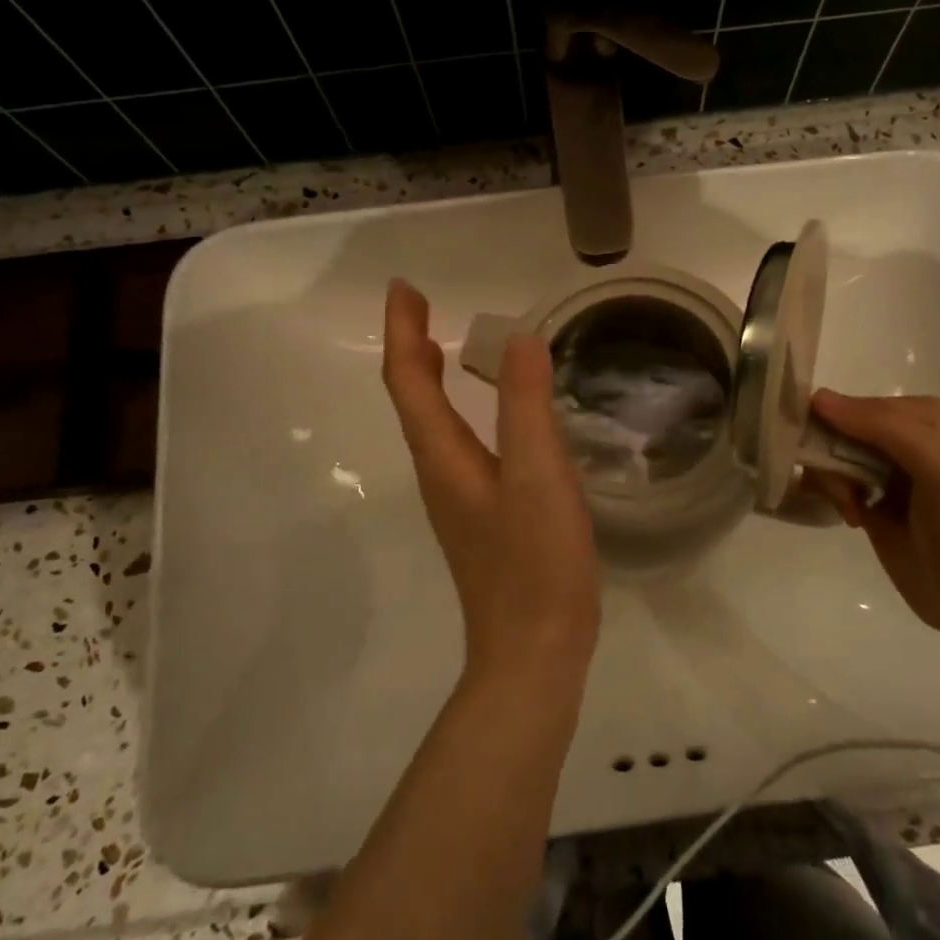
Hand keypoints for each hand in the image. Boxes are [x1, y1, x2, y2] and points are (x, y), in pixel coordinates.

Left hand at [382, 280, 600, 685]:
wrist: (534, 652)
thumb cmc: (535, 562)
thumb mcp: (537, 475)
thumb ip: (526, 405)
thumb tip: (518, 339)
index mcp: (443, 457)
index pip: (408, 380)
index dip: (402, 330)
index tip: (404, 287)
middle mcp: (439, 472)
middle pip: (411, 398)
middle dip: (411, 345)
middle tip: (422, 303)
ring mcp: (457, 498)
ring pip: (432, 421)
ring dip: (430, 375)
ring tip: (446, 342)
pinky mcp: (480, 515)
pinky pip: (456, 442)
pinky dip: (458, 408)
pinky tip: (489, 412)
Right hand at [809, 391, 939, 650]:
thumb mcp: (936, 462)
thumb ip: (880, 425)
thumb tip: (815, 398)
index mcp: (921, 414)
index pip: (854, 405)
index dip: (832, 426)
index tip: (826, 457)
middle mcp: (901, 435)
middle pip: (836, 431)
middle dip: (831, 459)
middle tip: (849, 491)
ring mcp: (884, 470)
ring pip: (829, 457)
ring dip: (832, 482)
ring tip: (854, 511)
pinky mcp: (871, 502)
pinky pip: (831, 483)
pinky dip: (832, 497)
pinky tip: (853, 519)